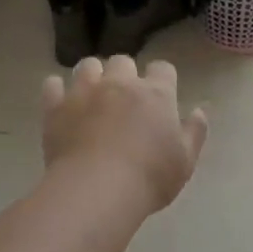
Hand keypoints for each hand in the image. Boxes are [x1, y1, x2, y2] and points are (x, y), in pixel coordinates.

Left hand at [43, 55, 209, 212]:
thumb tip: (199, 110)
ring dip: (92, 76)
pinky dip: (57, 90)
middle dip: (124, 74)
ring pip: (88, 65)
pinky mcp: (56, 107)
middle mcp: (120, 83)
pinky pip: (52, 85)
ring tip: (92, 95)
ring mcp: (85, 92)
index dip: (162, 79)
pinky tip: (61, 103)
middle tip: (124, 98)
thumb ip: (194, 132)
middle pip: (122, 61)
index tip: (160, 95)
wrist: (97, 190)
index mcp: (156, 93)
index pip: (163, 68)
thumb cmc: (149, 177)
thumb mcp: (185, 161)